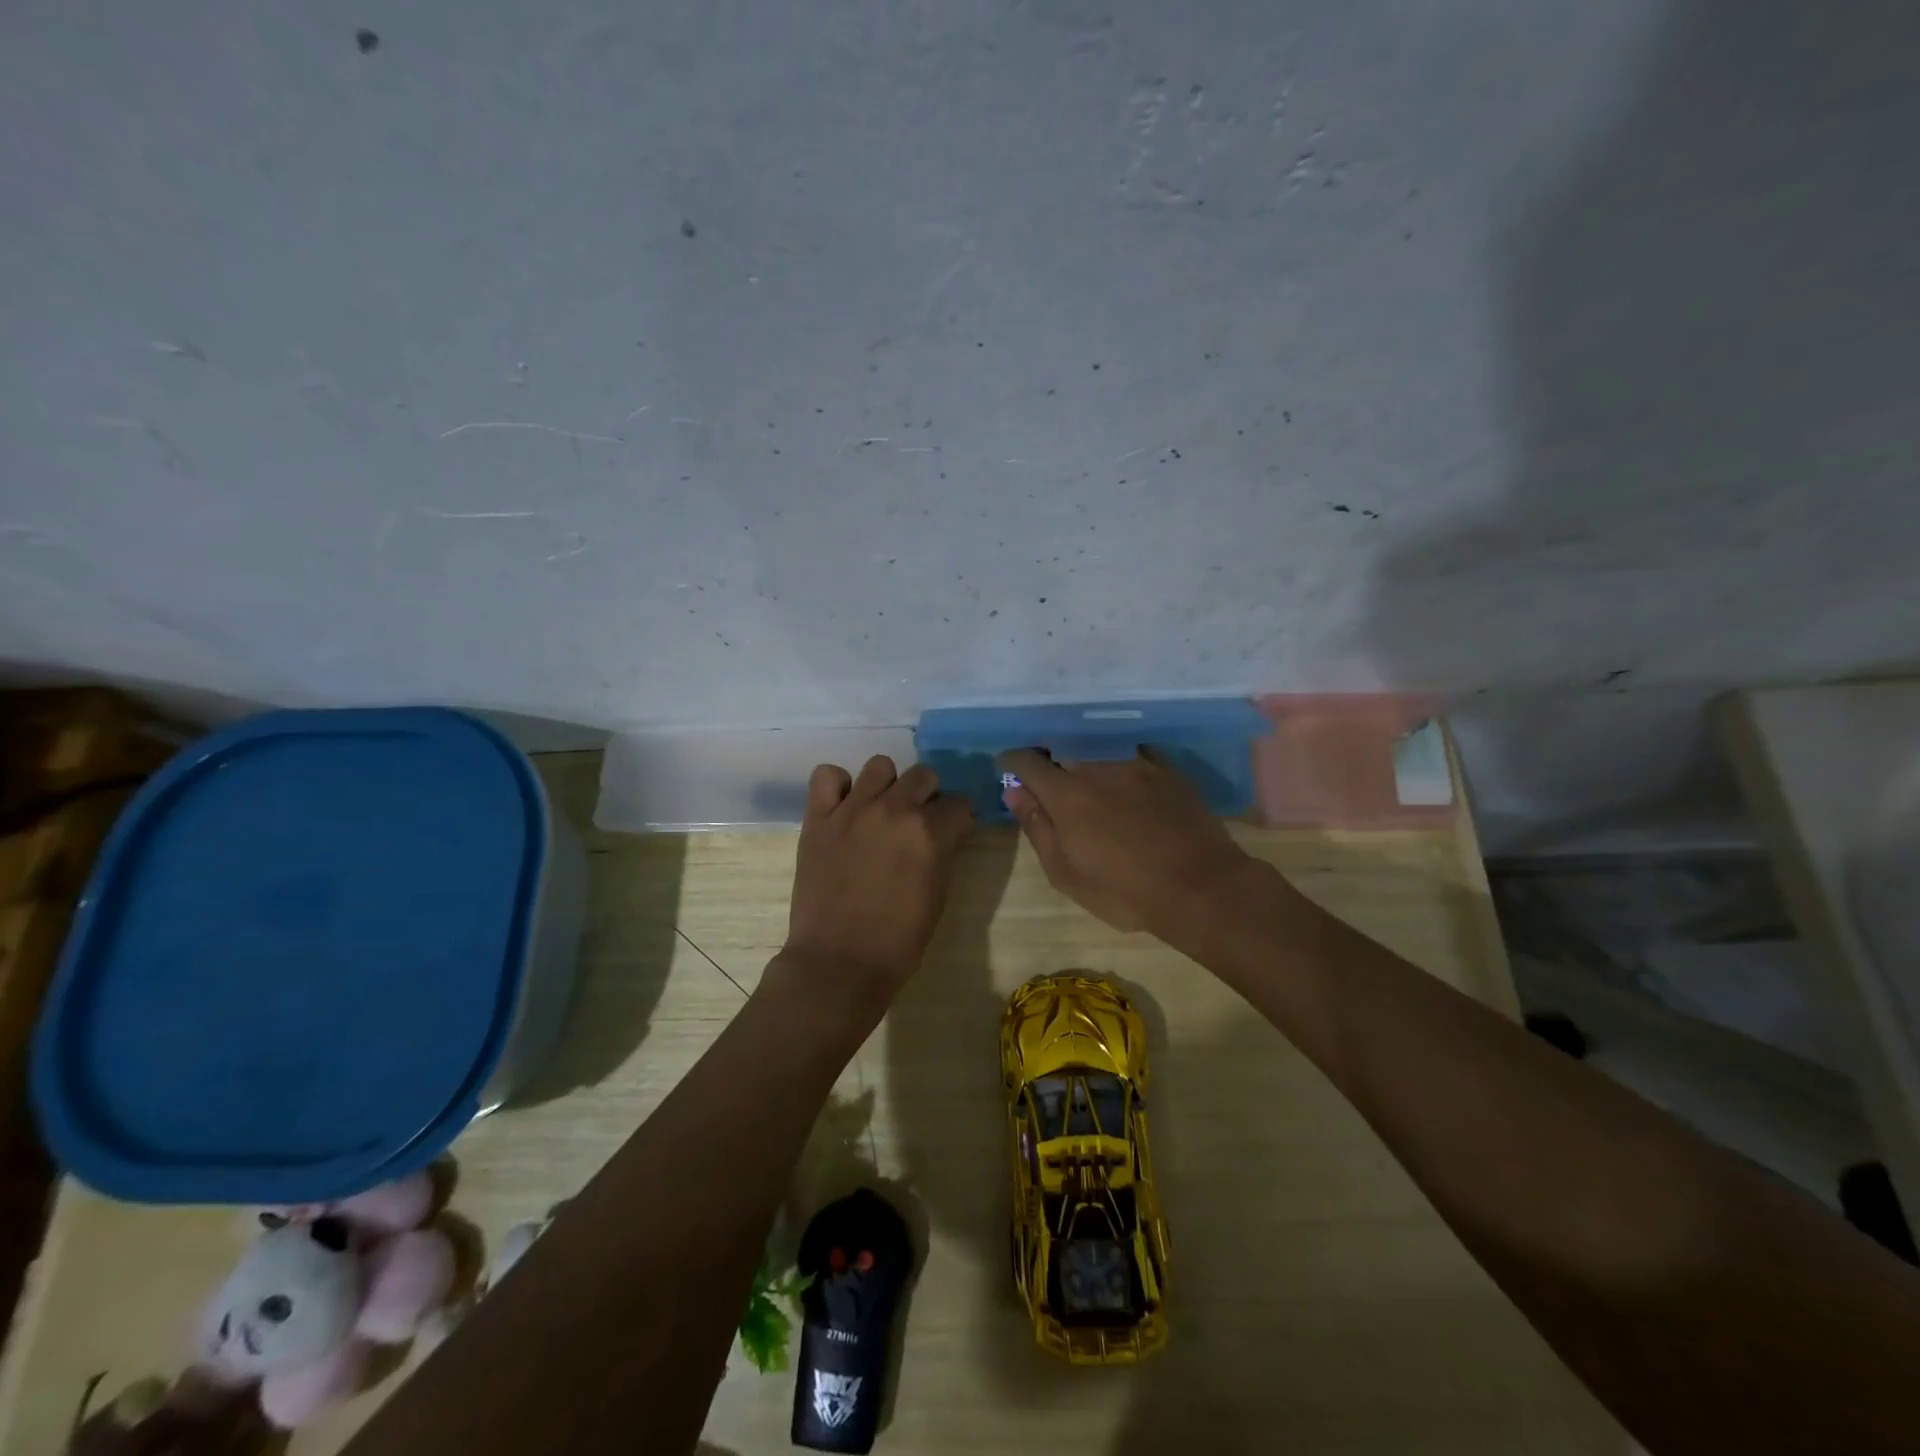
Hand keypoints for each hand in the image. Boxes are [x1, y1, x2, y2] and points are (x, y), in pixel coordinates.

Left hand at [778, 757, 974, 1013]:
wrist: (839, 963)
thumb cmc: (898, 940)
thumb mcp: (938, 894)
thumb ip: (945, 851)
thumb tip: (949, 828)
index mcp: (930, 832)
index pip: (958, 803)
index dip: (958, 817)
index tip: (953, 829)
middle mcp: (894, 810)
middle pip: (923, 775)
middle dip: (928, 795)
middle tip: (917, 820)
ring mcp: (852, 809)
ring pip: (880, 765)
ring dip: (887, 785)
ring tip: (880, 810)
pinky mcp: (818, 817)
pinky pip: (827, 775)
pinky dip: (837, 785)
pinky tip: (843, 806)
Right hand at [999, 748, 1259, 939]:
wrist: (1200, 887)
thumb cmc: (1124, 890)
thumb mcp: (1066, 872)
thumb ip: (1037, 827)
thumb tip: (1013, 792)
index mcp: (1066, 793)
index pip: (1027, 761)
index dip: (1012, 762)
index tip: (1006, 769)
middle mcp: (1097, 766)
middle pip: (1061, 748)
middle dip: (1047, 757)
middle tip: (1045, 778)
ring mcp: (1135, 763)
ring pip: (1096, 747)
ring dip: (1082, 756)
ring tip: (1083, 775)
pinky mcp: (1167, 769)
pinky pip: (1133, 751)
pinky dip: (1118, 757)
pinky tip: (1122, 773)